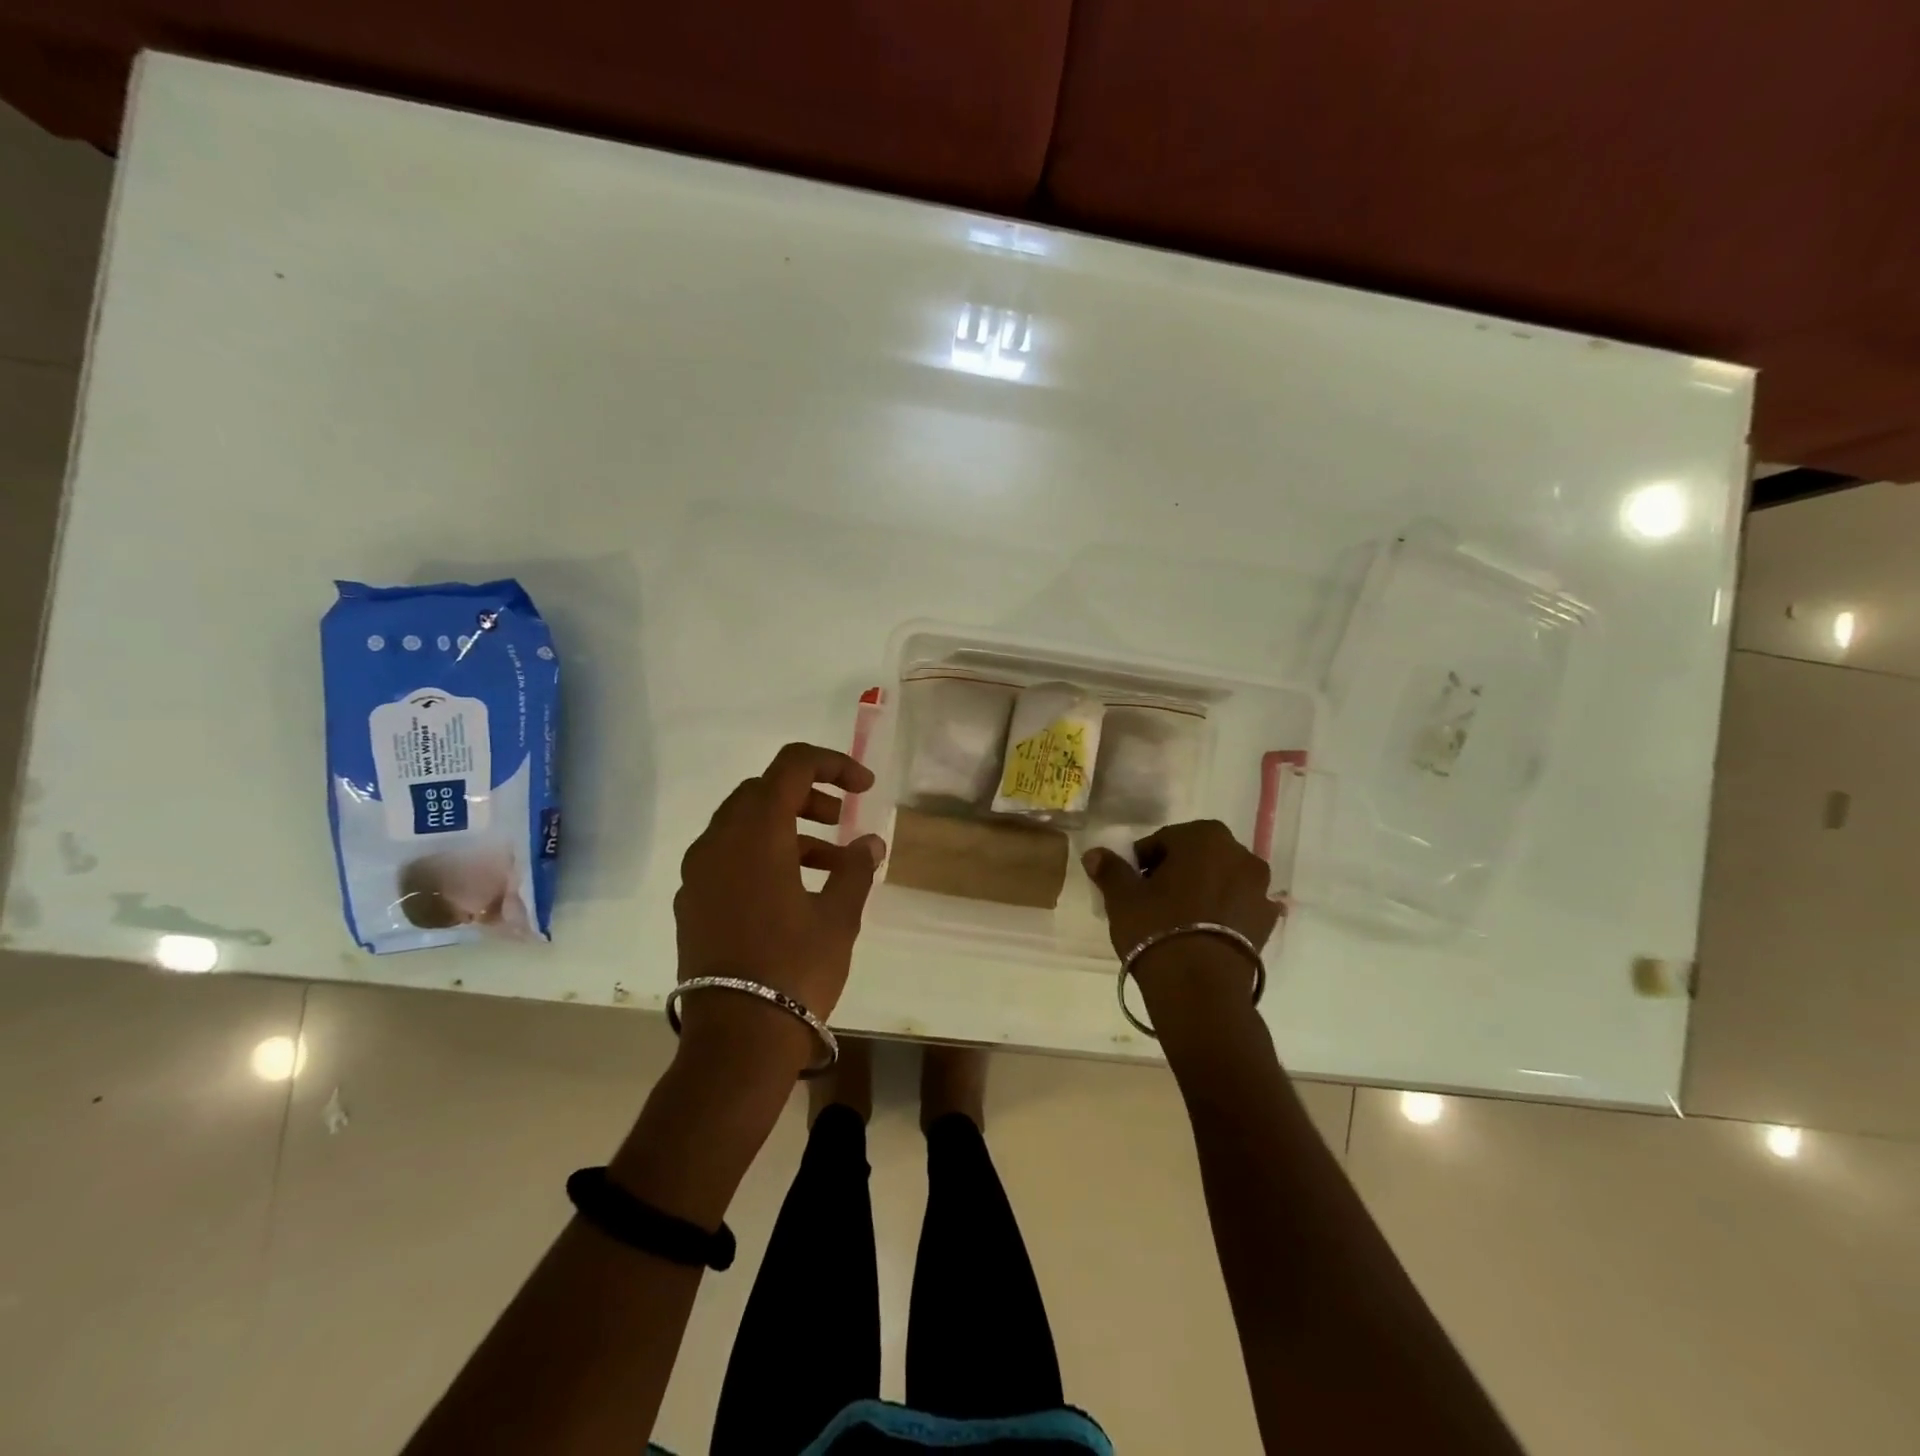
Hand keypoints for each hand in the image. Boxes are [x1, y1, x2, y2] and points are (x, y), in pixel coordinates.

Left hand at [674, 743, 885, 1049]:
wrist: (736, 1041)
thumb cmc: (796, 969)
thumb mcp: (839, 917)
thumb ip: (855, 869)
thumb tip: (870, 844)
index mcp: (756, 832)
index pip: (792, 765)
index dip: (832, 764)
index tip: (865, 787)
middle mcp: (718, 841)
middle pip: (763, 791)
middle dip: (807, 795)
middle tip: (841, 819)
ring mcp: (698, 873)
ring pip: (743, 825)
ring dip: (787, 829)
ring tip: (830, 863)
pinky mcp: (691, 902)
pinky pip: (728, 857)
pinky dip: (762, 855)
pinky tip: (793, 891)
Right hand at [1083, 821, 1280, 1030]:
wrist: (1200, 989)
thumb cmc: (1157, 930)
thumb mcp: (1122, 898)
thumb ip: (1110, 869)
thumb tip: (1095, 853)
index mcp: (1204, 837)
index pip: (1164, 840)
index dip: (1144, 861)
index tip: (1133, 884)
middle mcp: (1239, 854)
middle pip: (1198, 856)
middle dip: (1177, 871)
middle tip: (1154, 900)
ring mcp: (1260, 889)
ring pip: (1221, 880)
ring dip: (1202, 890)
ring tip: (1180, 920)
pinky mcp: (1268, 922)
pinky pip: (1238, 906)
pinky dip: (1223, 913)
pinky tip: (1204, 934)